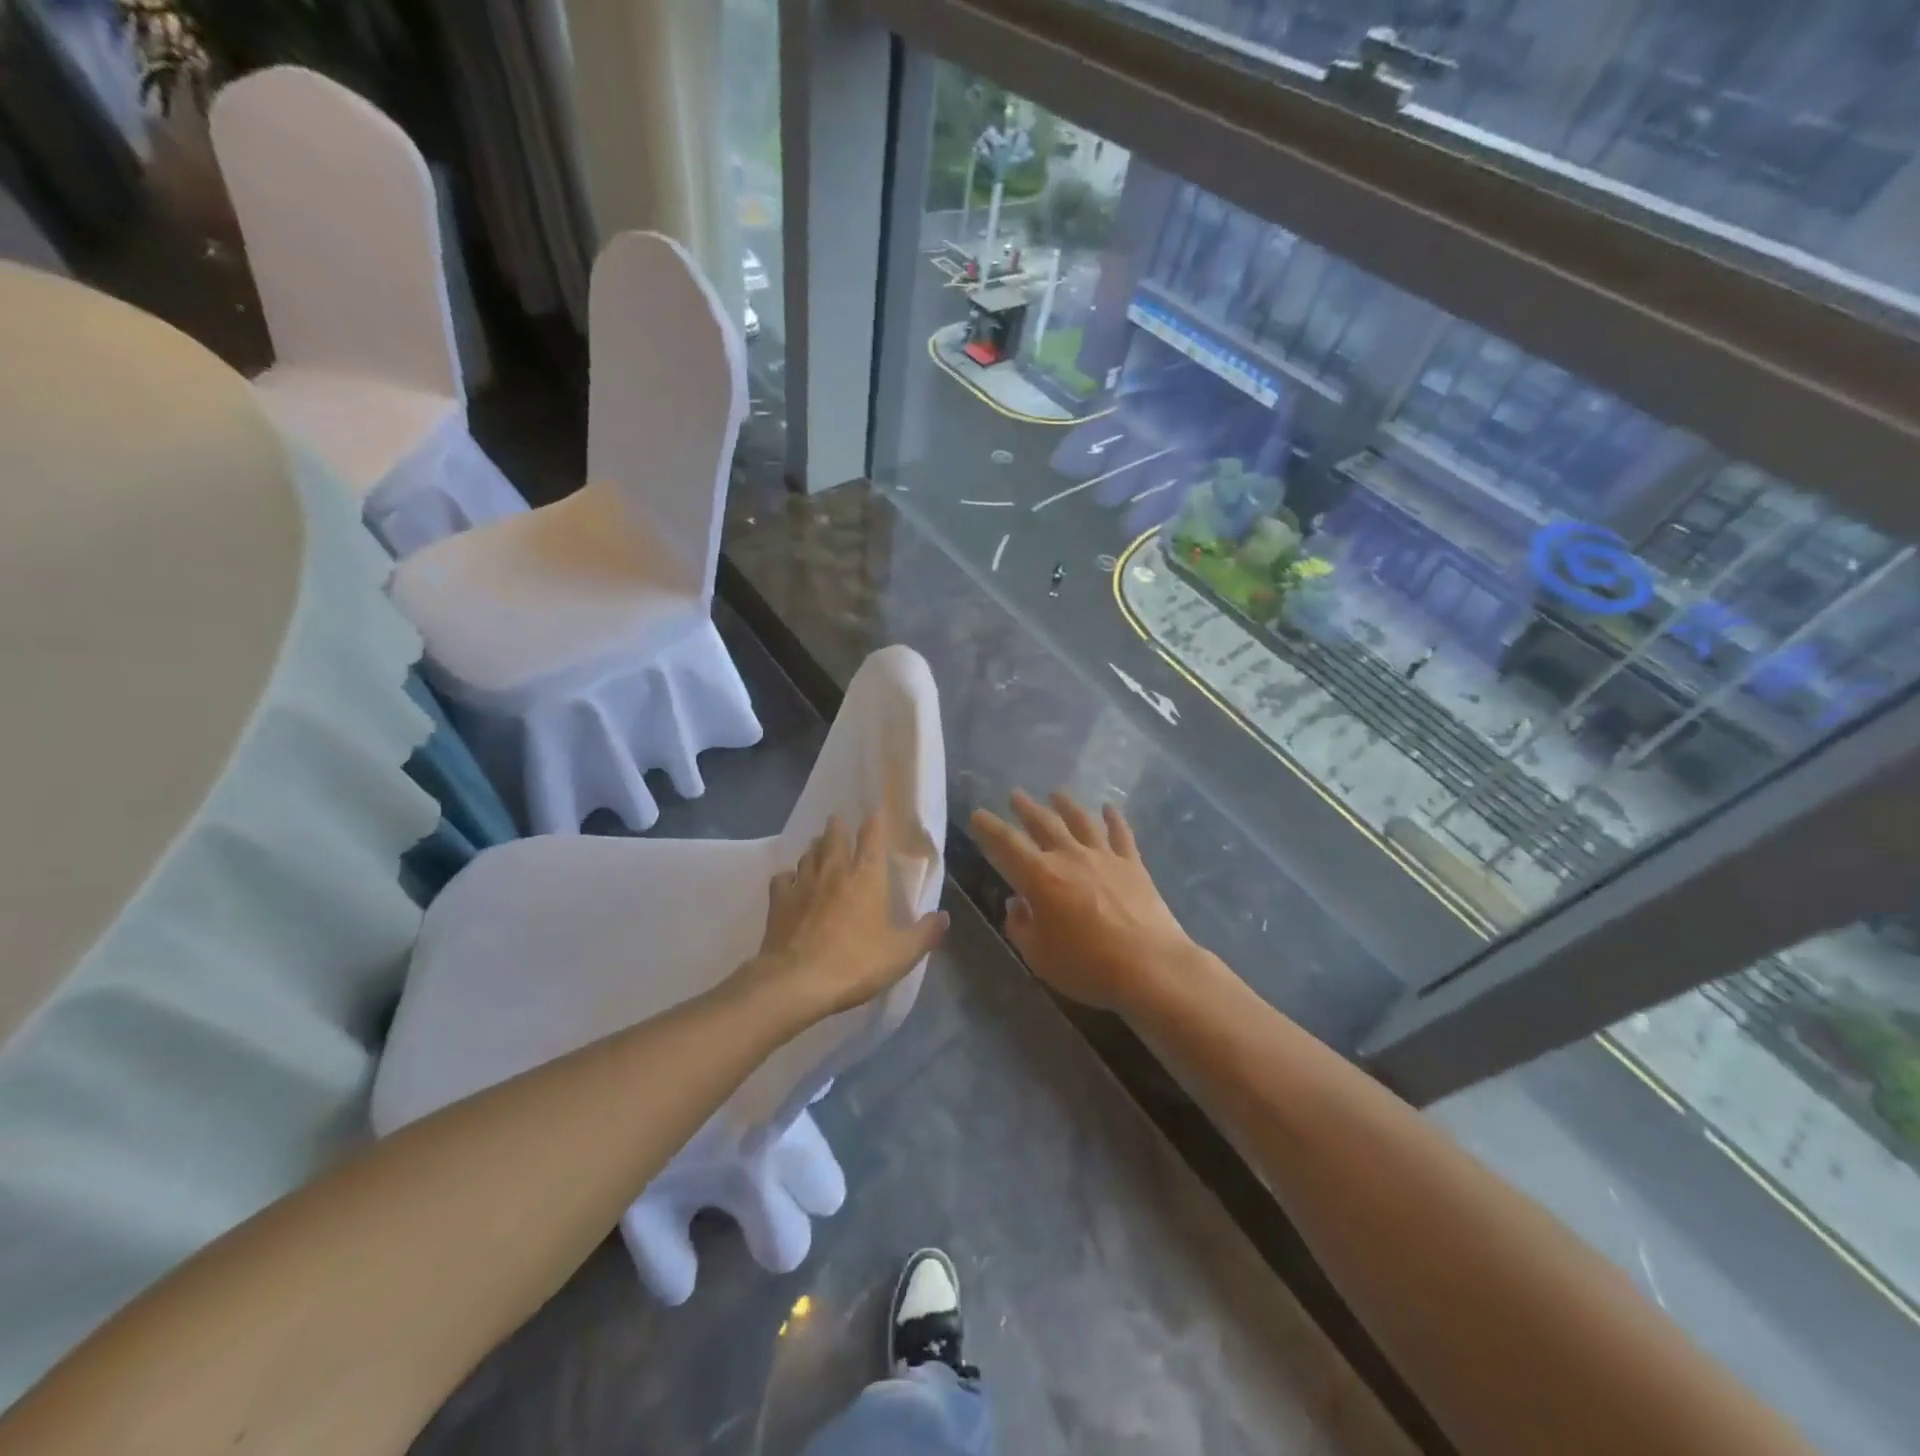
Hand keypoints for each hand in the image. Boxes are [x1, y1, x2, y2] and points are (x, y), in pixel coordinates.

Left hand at [737, 814, 949, 1025]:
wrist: (797, 982)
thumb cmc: (855, 963)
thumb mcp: (901, 954)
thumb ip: (925, 933)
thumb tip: (944, 916)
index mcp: (867, 876)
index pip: (872, 837)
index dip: (874, 823)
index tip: (874, 814)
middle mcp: (834, 871)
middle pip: (834, 837)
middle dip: (838, 827)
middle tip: (839, 822)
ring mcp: (803, 884)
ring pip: (808, 854)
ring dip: (815, 849)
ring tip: (818, 849)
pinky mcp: (779, 901)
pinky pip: (782, 879)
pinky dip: (788, 876)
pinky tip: (790, 882)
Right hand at [970, 790, 1194, 1012]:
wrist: (1150, 967)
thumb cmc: (1088, 966)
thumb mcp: (1039, 956)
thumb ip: (1021, 926)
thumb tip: (1016, 903)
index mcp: (1041, 877)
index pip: (1007, 844)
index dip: (990, 827)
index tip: (978, 814)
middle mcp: (1070, 857)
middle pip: (1044, 824)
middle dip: (1026, 808)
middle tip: (1015, 795)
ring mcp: (1104, 856)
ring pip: (1081, 821)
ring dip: (1066, 805)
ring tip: (1056, 794)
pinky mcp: (1133, 864)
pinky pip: (1121, 833)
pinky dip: (1114, 818)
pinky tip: (1109, 808)